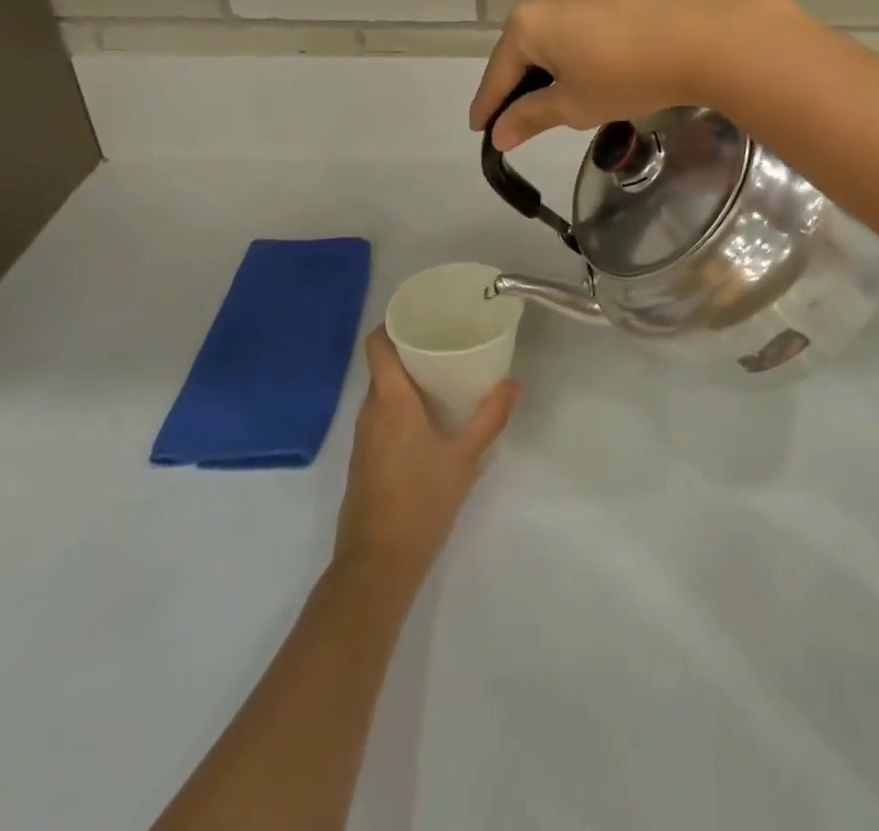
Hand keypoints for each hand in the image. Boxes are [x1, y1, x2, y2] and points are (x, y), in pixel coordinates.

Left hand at [333, 328, 520, 582]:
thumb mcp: (465, 458)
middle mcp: (370, 412)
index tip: (421, 312)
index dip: (393, 323)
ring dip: (406, 377)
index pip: (377, 345)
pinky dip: (401, 403)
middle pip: (382, 365)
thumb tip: (515, 382)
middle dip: (409, 348)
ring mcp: (363, 437)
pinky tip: (429, 414)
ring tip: (443, 371)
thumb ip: (490, 417)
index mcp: (391, 402)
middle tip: (446, 338)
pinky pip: (381, 414)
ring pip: (382, 391)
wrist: (378, 564)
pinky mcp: (364, 459)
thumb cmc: (421, 502)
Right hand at [469, 0, 777, 150]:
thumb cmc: (634, 77)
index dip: (490, 101)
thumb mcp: (578, 106)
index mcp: (530, 21)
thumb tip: (498, 134)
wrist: (709, 35)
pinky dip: (605, 5)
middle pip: (535, 31)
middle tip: (551, 92)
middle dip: (538, 63)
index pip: (501, 69)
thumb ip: (531, 116)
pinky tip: (628, 23)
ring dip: (572, 28)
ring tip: (598, 55)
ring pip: (569, 2)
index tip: (481, 124)